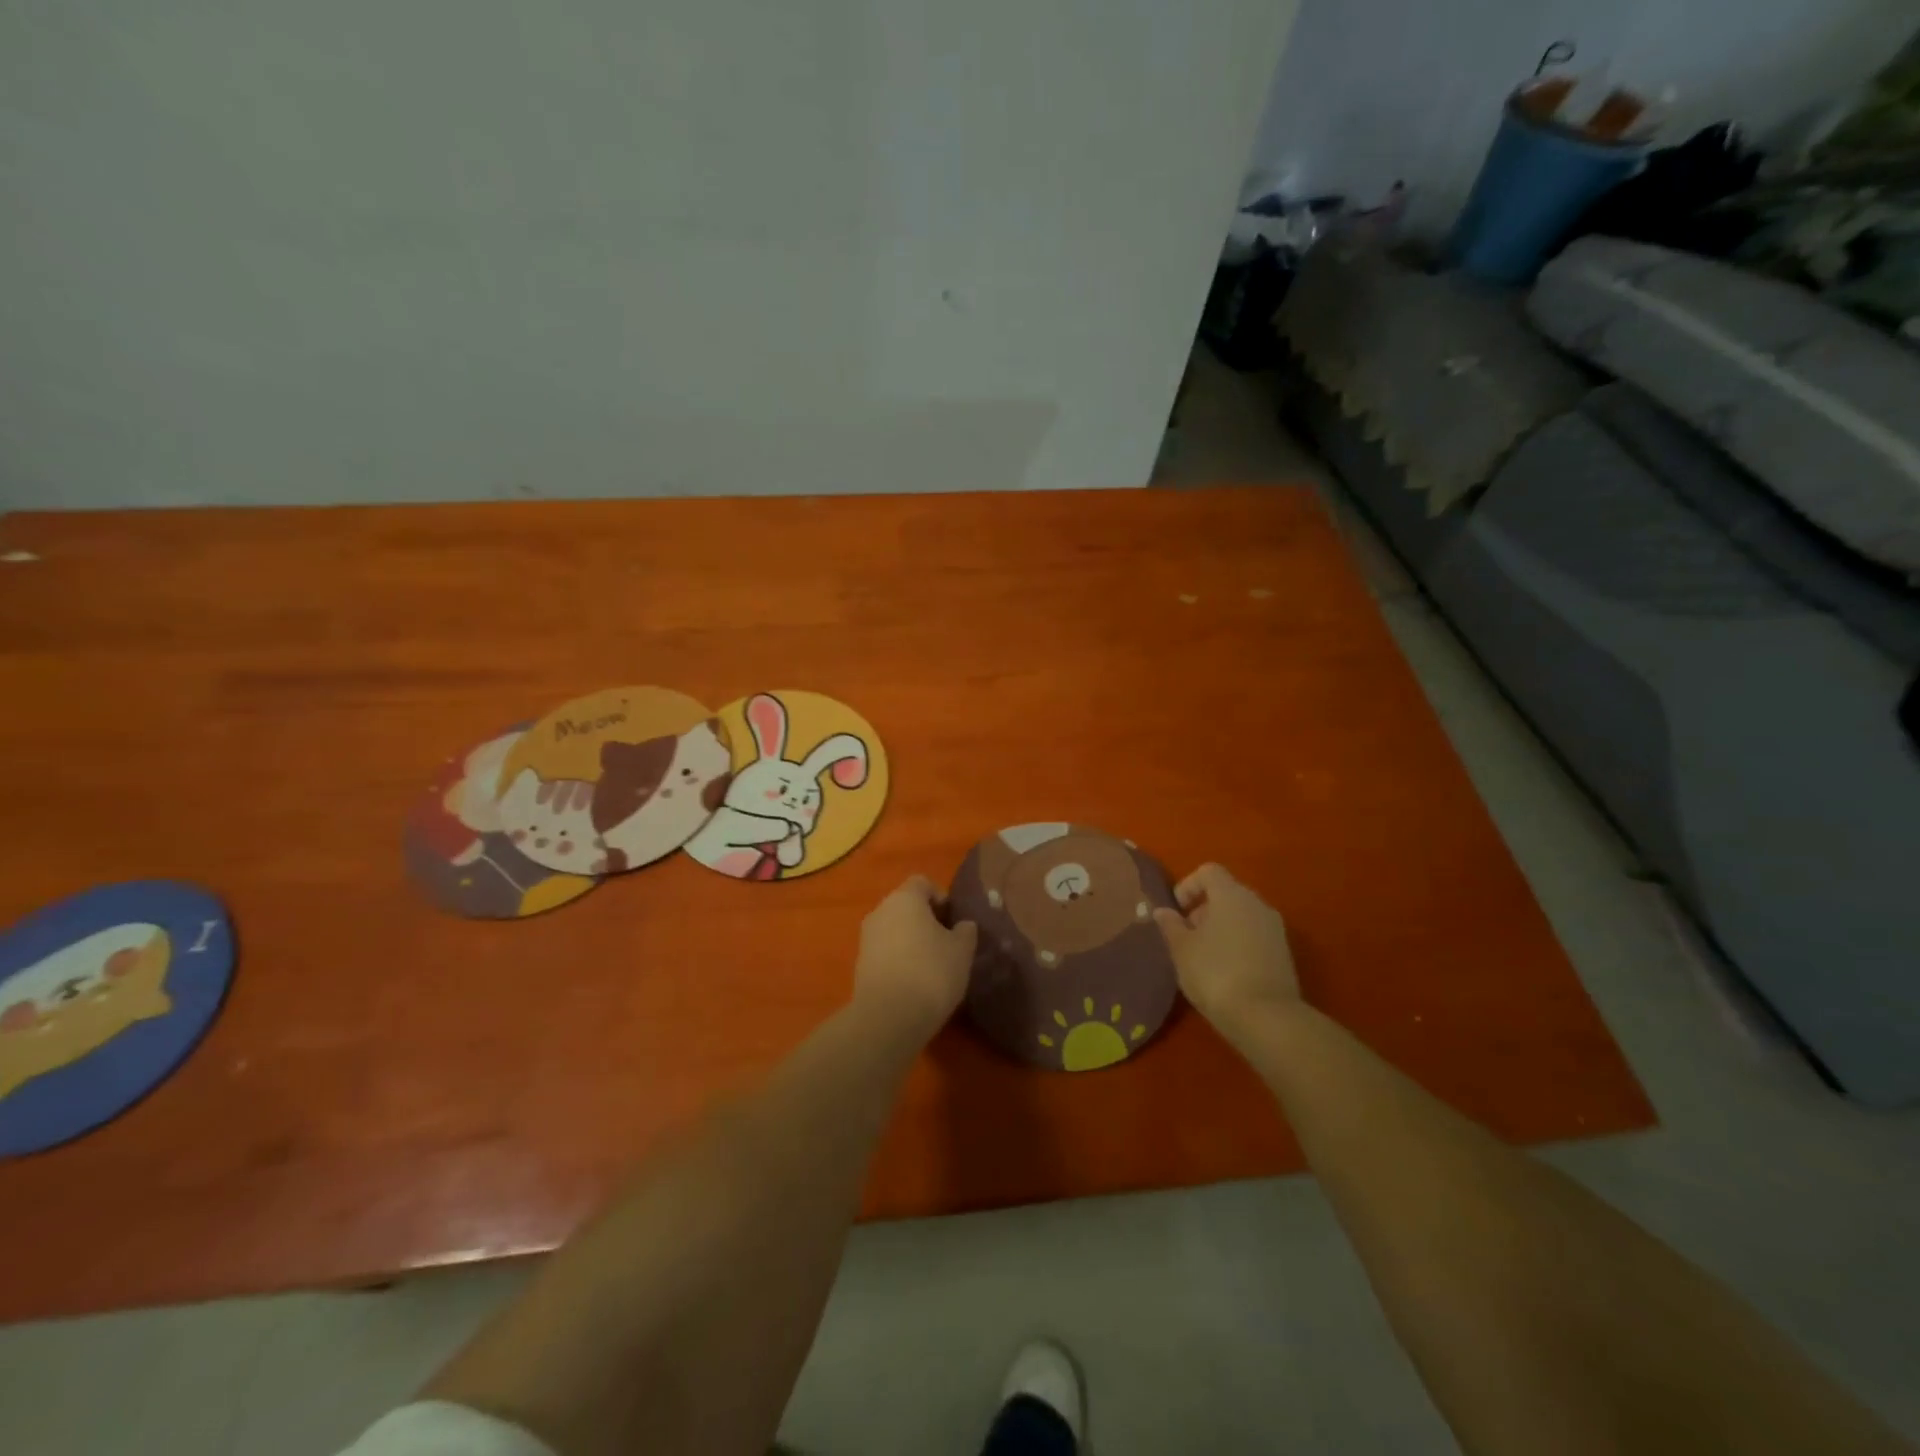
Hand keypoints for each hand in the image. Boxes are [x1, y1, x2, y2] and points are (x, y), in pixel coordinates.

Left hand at [852, 875, 977, 1040]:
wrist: (888, 1018)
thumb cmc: (931, 972)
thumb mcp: (962, 951)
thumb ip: (965, 931)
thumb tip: (962, 925)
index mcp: (904, 898)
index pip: (923, 883)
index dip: (941, 897)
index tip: (954, 921)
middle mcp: (880, 911)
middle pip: (906, 905)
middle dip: (926, 920)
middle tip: (947, 943)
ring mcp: (866, 938)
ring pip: (894, 929)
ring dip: (912, 941)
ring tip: (932, 966)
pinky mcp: (860, 964)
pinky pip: (885, 952)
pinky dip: (899, 959)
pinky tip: (915, 982)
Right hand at [1153, 864, 1299, 1038]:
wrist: (1267, 1018)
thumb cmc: (1215, 973)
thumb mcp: (1182, 950)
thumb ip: (1170, 925)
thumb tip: (1163, 911)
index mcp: (1232, 895)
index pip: (1209, 871)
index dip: (1188, 886)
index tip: (1176, 911)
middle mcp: (1257, 904)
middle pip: (1226, 892)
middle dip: (1203, 909)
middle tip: (1186, 936)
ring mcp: (1275, 929)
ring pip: (1242, 915)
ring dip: (1220, 928)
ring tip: (1203, 957)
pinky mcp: (1284, 954)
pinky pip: (1254, 936)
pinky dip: (1237, 944)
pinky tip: (1225, 971)